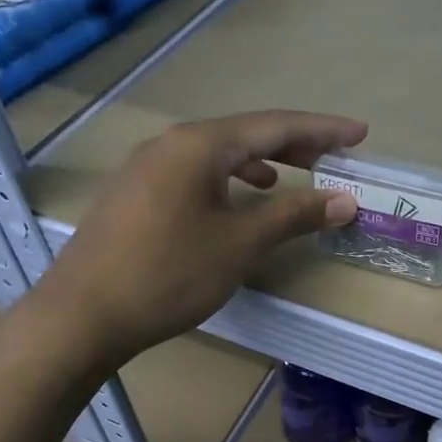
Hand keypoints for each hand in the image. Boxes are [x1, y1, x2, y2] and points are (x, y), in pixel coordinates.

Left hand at [35, 110, 365, 369]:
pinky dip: (227, 180)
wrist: (81, 316)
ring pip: (216, 154)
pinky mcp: (134, 194)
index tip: (360, 134)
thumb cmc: (169, 274)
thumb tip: (344, 199)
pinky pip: (193, 173)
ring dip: (258, 162)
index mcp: (200, 145)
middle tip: (331, 157)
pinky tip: (234, 202)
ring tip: (288, 178)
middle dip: (292, 144)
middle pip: (244, 134)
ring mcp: (146, 167)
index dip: (322, 130)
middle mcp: (171, 144)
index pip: (274, 126)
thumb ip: (294, 215)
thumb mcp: (241, 244)